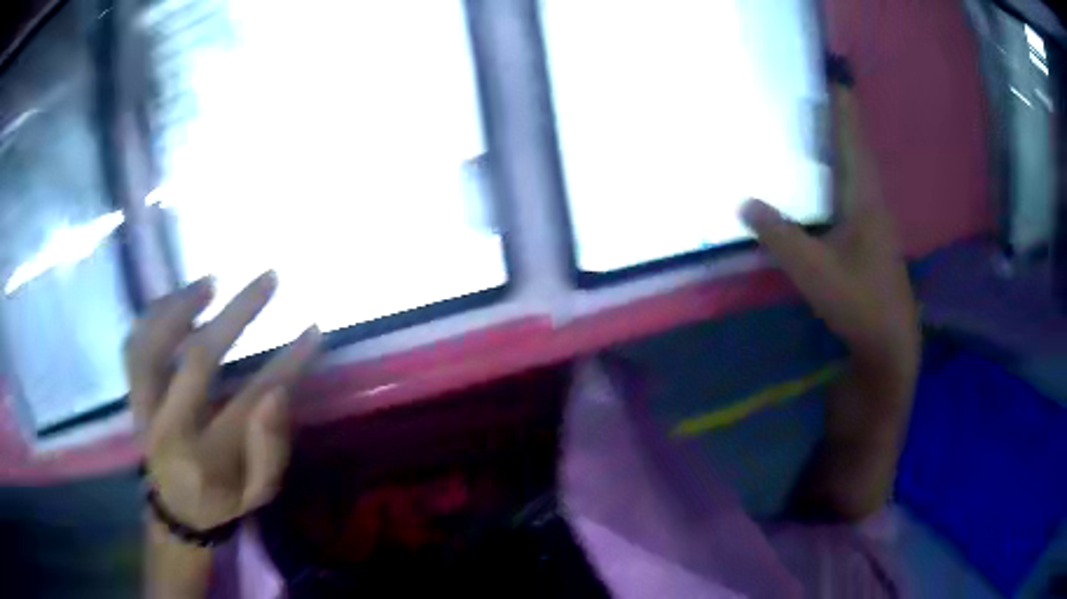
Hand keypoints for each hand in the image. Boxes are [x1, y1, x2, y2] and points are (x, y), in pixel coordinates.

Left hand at [126, 272, 320, 530]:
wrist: (175, 510)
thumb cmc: (222, 500)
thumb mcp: (259, 493)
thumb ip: (270, 450)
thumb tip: (277, 391)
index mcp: (206, 459)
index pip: (250, 402)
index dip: (286, 364)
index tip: (313, 330)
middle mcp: (168, 429)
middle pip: (197, 360)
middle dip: (237, 315)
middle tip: (268, 280)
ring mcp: (143, 409)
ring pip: (152, 344)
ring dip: (181, 305)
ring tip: (211, 283)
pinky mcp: (132, 395)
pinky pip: (133, 347)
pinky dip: (152, 317)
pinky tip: (175, 301)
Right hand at [740, 89, 919, 435]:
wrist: (889, 347)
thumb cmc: (859, 305)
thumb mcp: (815, 272)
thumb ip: (781, 236)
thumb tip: (745, 201)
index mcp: (866, 202)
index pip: (853, 143)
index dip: (844, 111)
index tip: (833, 80)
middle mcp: (873, 206)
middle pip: (856, 154)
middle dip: (840, 124)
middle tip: (815, 100)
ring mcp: (874, 226)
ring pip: (856, 176)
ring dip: (840, 151)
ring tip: (816, 133)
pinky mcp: (870, 244)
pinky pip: (853, 197)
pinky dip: (839, 180)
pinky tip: (824, 187)